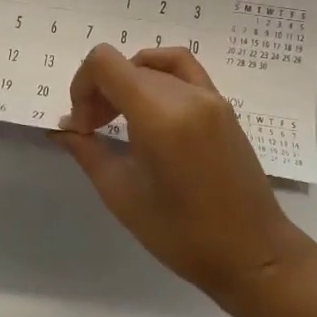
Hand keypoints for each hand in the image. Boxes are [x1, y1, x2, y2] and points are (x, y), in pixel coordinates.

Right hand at [56, 45, 315, 310]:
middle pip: (127, 65)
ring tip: (120, 119)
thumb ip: (88, 152)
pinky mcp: (223, 104)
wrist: (252, 252)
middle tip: (94, 133)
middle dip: (101, 92)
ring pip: (152, 66)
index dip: (82, 85)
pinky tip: (148, 103)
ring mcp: (210, 95)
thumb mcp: (123, 195)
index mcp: (160, 115)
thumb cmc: (182, 235)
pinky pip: (183, 69)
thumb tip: (64, 127)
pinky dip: (157, 74)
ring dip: (127, 83)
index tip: (83, 127)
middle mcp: (186, 94)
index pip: (105, 63)